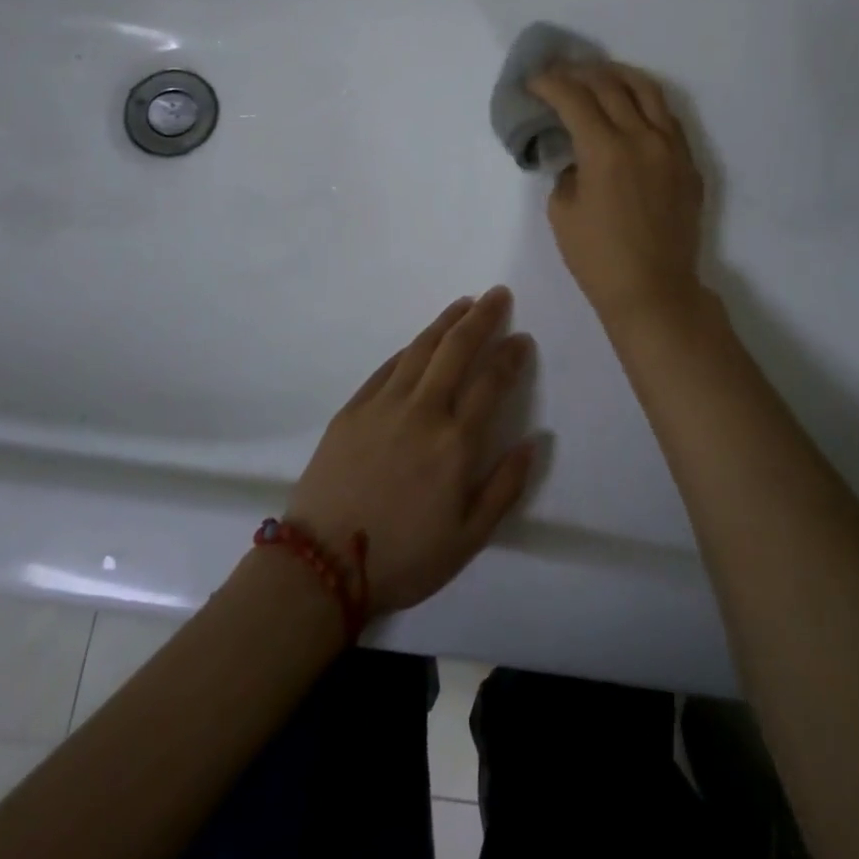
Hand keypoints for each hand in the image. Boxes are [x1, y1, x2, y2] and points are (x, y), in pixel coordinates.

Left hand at [287, 288, 535, 615]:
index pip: (491, 382)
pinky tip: (420, 341)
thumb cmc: (404, 557)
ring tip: (464, 303)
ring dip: (446, 321)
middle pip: (456, 349)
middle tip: (497, 294)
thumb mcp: (469, 538)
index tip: (522, 338)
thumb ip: (506, 486)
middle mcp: (423, 411)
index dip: (510, 356)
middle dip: (481, 317)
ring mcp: (383, 405)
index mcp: (456, 442)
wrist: (322, 565)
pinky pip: (387, 367)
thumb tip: (536, 441)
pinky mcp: (353, 409)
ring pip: (421, 348)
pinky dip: (410, 347)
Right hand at [528, 62, 706, 328]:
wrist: (655, 291)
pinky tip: (632, 106)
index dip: (549, 83)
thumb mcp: (563, 213)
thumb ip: (568, 172)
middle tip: (560, 74)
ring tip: (599, 74)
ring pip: (647, 91)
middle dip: (579, 73)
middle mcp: (642, 138)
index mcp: (606, 150)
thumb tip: (578, 156)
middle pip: (610, 85)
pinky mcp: (688, 163)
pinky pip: (667, 117)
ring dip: (618, 75)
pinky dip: (645, 101)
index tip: (534, 82)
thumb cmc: (599, 259)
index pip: (574, 98)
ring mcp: (672, 148)